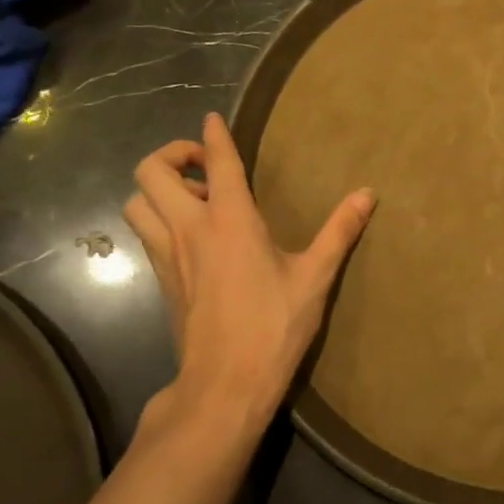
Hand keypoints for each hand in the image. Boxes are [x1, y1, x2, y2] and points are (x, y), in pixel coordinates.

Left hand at [124, 112, 374, 442]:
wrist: (224, 384)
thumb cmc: (274, 326)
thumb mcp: (315, 277)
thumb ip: (340, 231)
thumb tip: (368, 193)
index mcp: (230, 221)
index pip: (215, 162)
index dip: (213, 135)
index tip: (212, 118)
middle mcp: (189, 229)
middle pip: (151, 172)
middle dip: (171, 155)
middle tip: (203, 166)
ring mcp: (168, 256)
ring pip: (136, 202)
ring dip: (157, 189)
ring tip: (193, 199)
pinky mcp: (161, 280)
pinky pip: (145, 233)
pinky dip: (157, 218)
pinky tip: (190, 235)